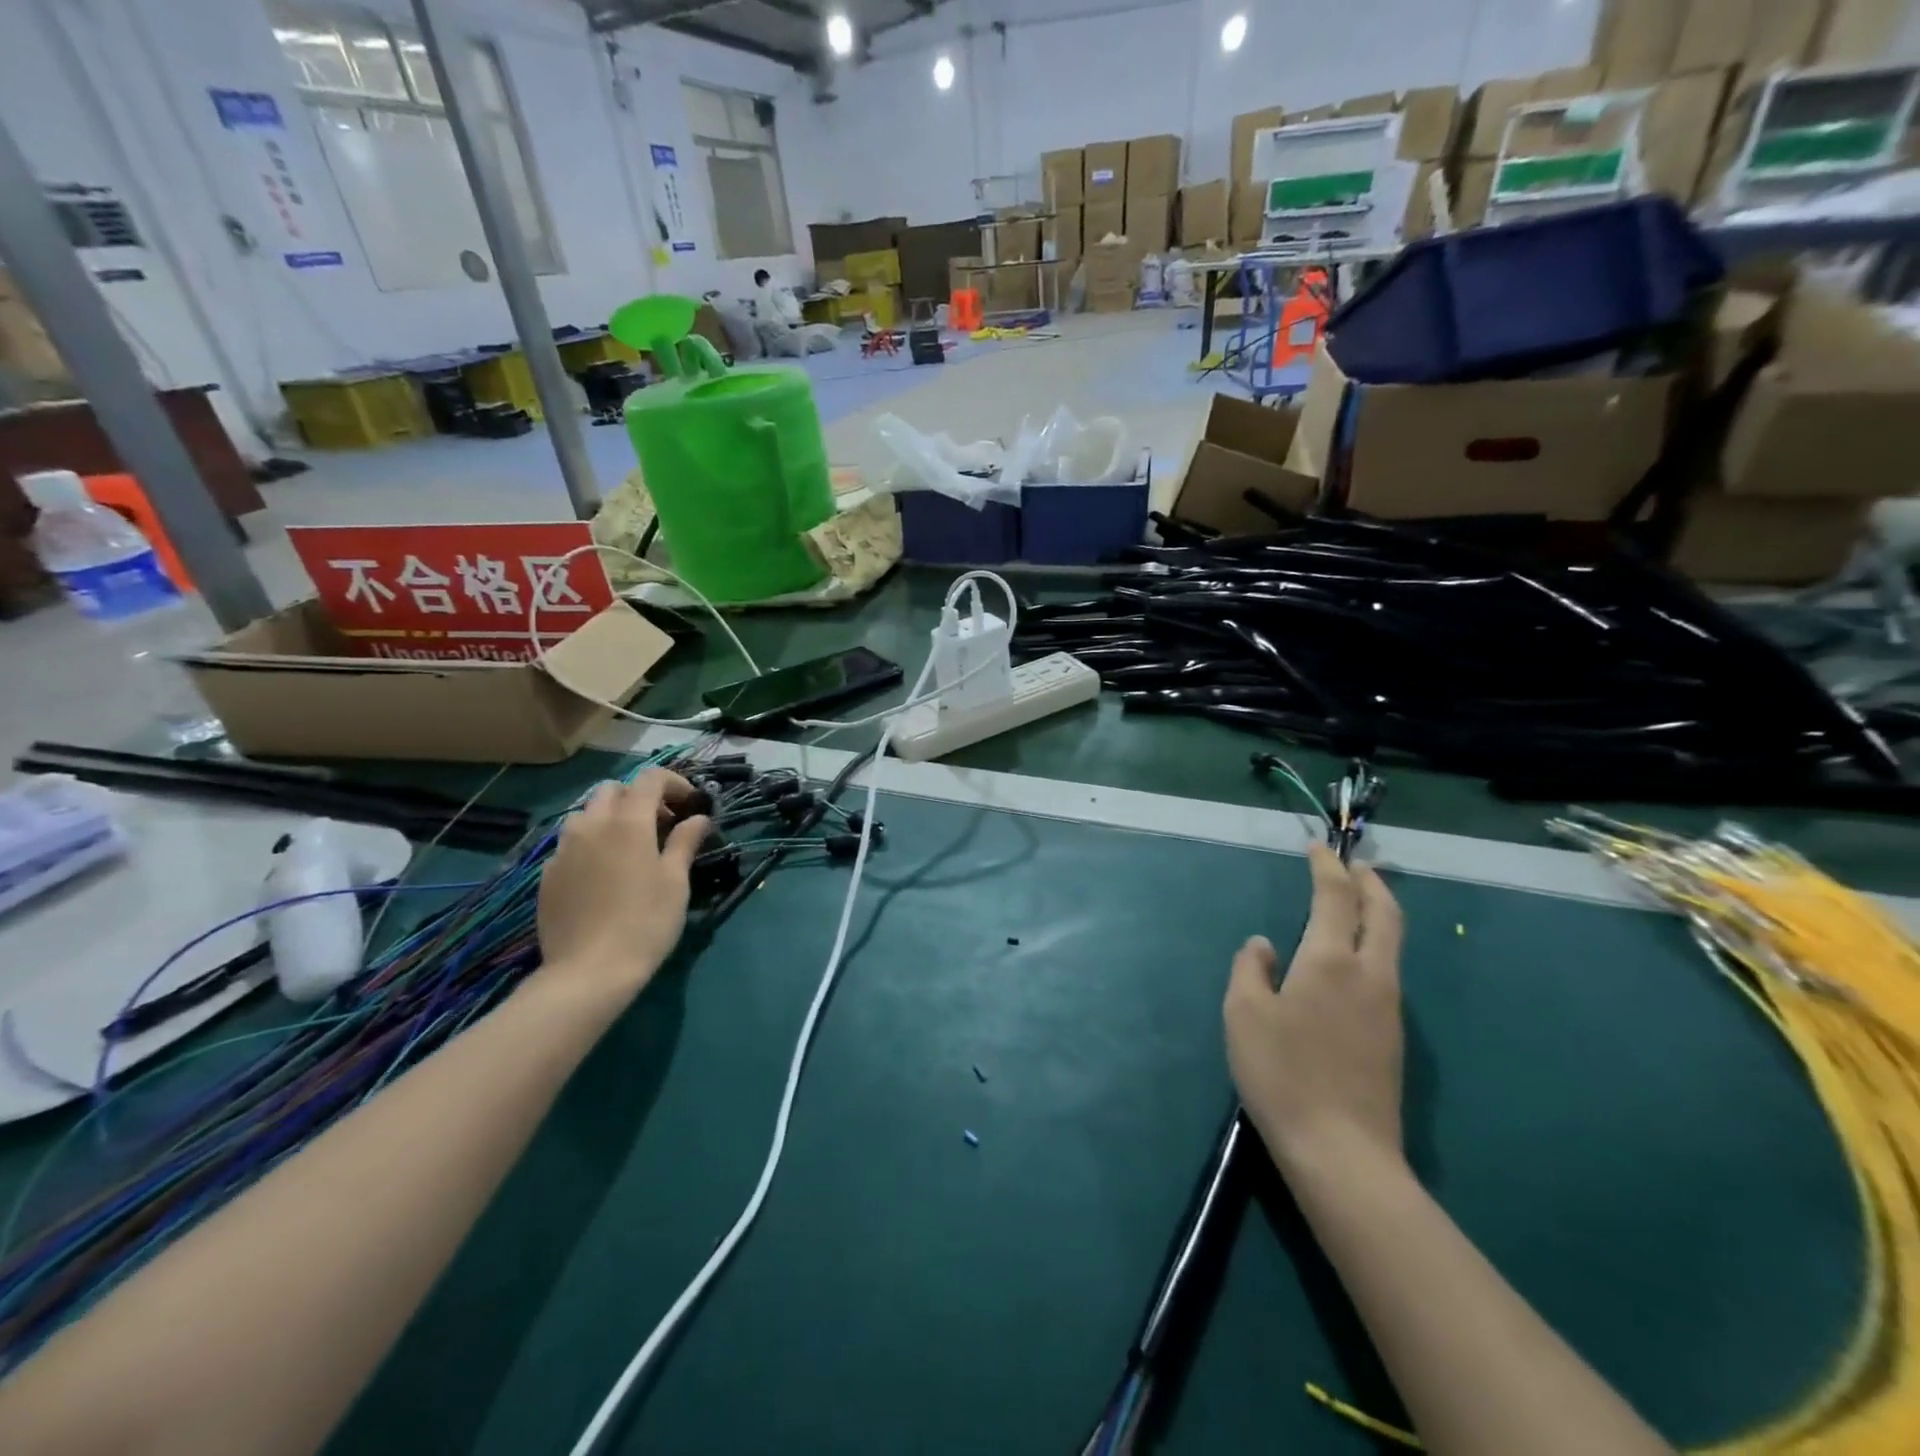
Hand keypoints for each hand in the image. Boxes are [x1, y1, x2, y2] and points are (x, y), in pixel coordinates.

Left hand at [535, 770, 710, 998]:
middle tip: (661, 824)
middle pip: (613, 790)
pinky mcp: (547, 874)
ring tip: (631, 847)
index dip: (674, 783)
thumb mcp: (676, 882)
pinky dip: (592, 843)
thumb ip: (684, 842)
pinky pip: (571, 843)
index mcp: (628, 822)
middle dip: (639, 797)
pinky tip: (604, 874)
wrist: (588, 972)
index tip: (690, 804)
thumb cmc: (645, 923)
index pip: (650, 779)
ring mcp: (563, 849)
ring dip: (611, 817)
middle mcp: (591, 825)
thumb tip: (698, 819)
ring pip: (587, 814)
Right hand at [1224, 843, 1404, 1173]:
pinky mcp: (1393, 1037)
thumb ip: (1249, 969)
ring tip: (1356, 902)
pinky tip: (1351, 960)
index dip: (1327, 867)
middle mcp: (1370, 974)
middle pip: (1385, 914)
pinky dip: (1375, 944)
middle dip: (1372, 883)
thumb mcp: (1243, 1014)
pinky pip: (1388, 971)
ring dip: (1378, 912)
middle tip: (1356, 865)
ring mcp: (1389, 1008)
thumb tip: (1263, 946)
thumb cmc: (1282, 1074)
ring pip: (1393, 943)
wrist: (1342, 1152)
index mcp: (1331, 960)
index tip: (1317, 847)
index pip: (1336, 897)